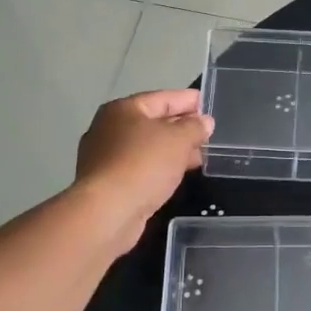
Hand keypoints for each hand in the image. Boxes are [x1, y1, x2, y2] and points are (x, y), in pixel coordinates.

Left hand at [74, 90, 213, 251]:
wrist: (107, 211)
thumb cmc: (143, 164)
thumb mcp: (178, 140)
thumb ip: (194, 127)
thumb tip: (204, 122)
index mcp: (123, 110)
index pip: (162, 99)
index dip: (186, 100)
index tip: (205, 103)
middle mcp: (109, 129)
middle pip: (152, 122)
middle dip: (181, 127)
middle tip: (206, 134)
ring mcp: (105, 157)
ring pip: (146, 147)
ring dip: (172, 151)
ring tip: (198, 157)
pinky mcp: (107, 183)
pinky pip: (140, 167)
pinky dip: (159, 168)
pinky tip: (176, 175)